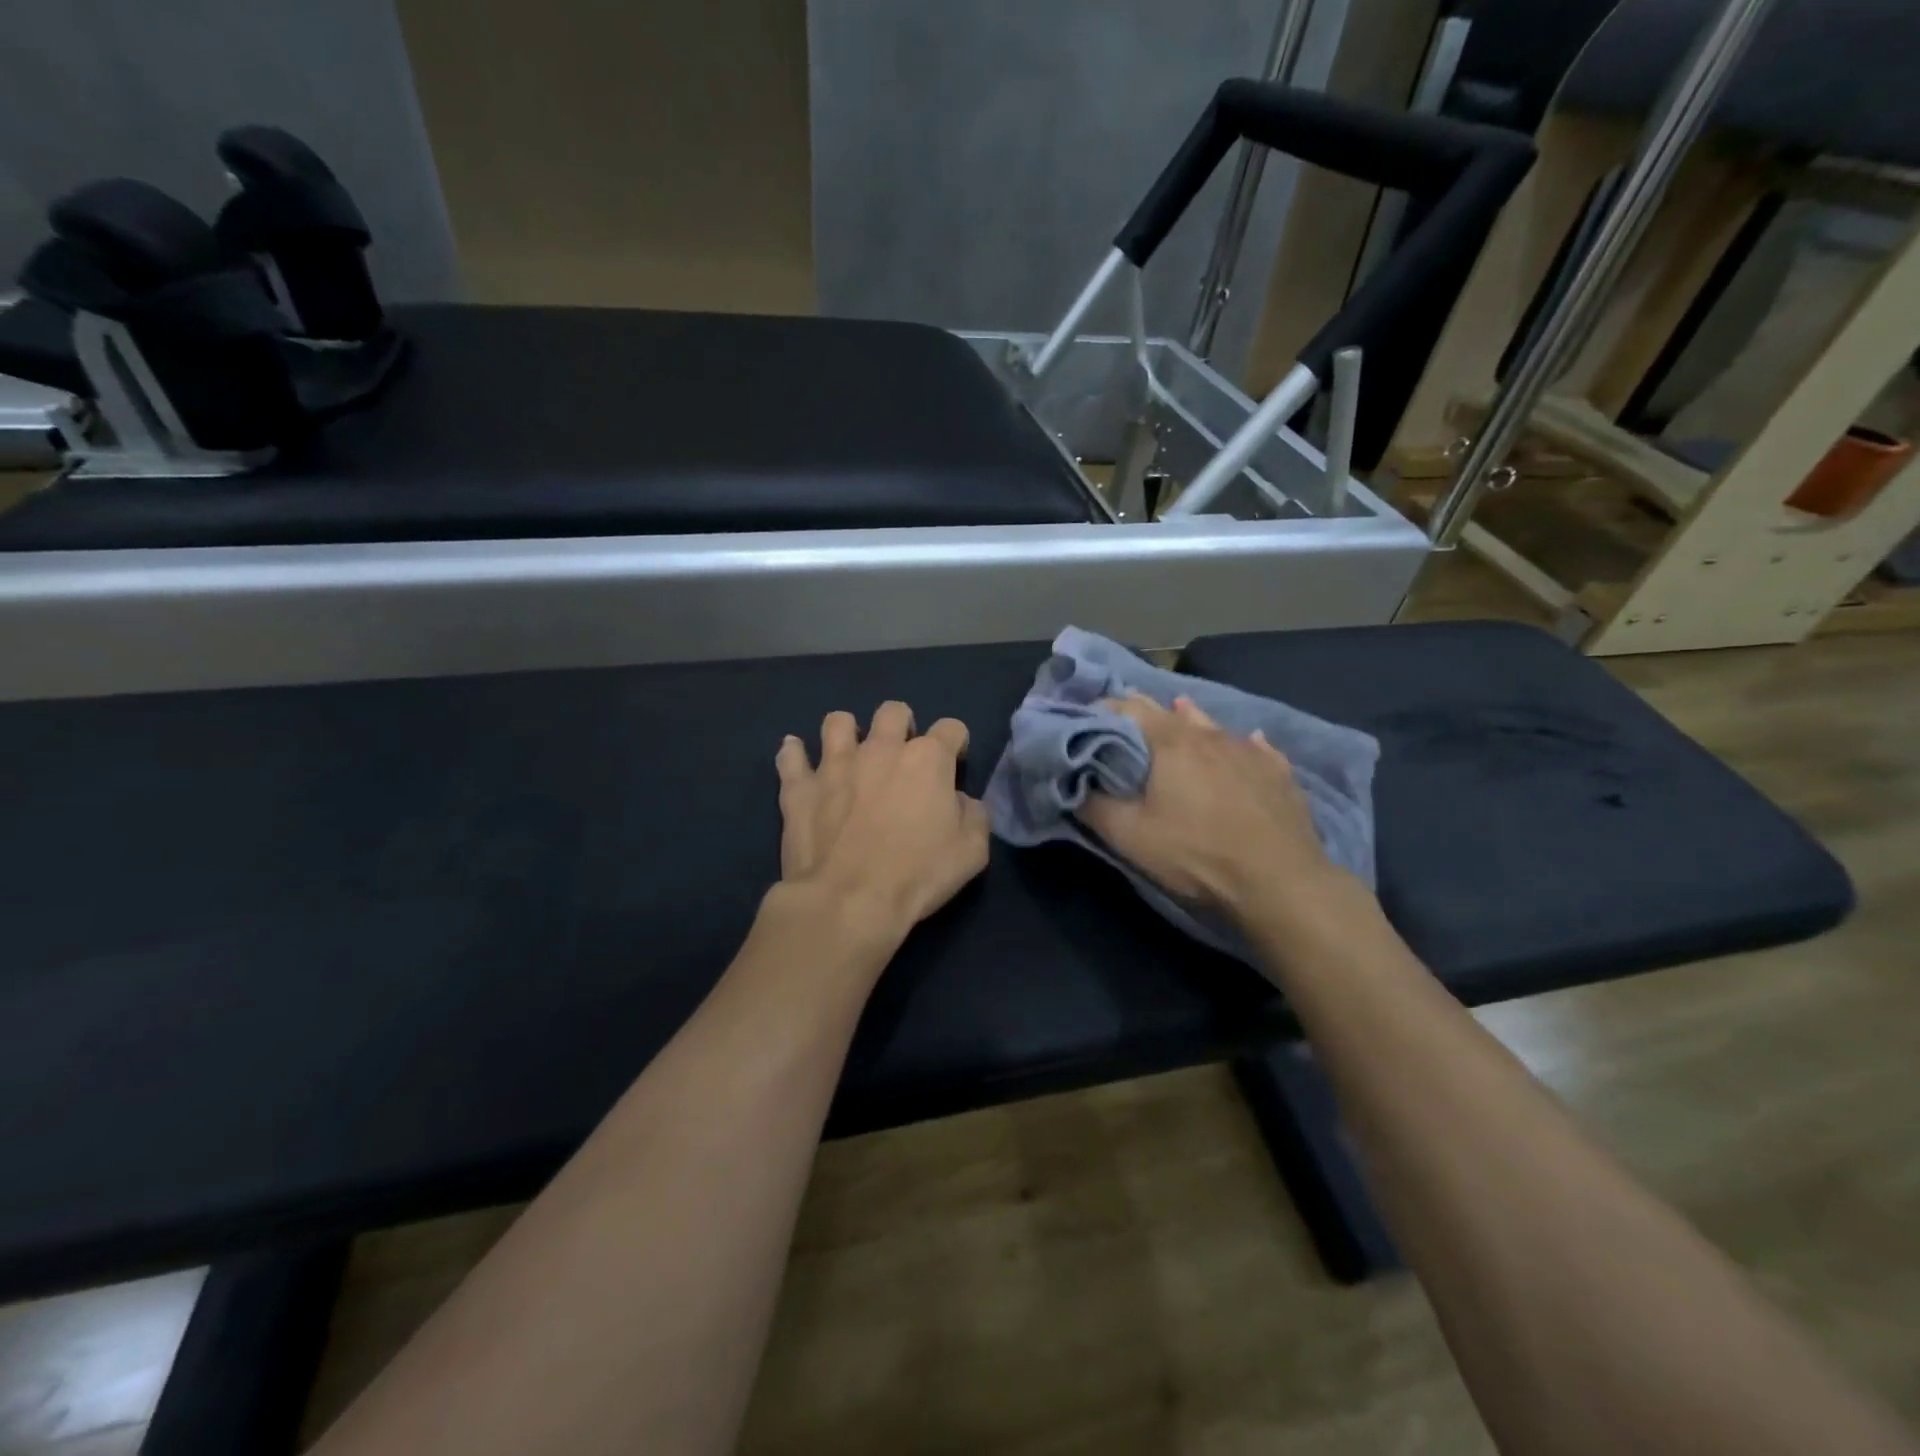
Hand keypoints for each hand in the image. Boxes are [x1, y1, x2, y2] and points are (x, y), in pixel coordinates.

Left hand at [773, 702, 990, 952]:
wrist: (849, 901)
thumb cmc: (918, 875)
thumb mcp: (972, 852)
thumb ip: (974, 816)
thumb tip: (961, 802)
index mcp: (928, 760)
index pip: (951, 728)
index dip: (956, 743)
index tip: (954, 764)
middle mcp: (881, 749)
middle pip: (894, 712)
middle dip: (902, 725)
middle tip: (901, 756)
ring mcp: (835, 764)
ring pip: (838, 722)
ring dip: (847, 732)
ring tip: (850, 754)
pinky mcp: (799, 787)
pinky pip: (790, 757)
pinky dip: (794, 755)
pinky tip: (797, 759)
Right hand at [1077, 694, 1352, 926]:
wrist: (1279, 881)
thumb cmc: (1196, 853)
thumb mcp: (1129, 836)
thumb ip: (1094, 806)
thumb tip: (1073, 784)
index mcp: (1171, 742)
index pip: (1129, 708)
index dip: (1105, 709)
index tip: (1087, 720)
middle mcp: (1211, 735)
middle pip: (1171, 711)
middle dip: (1145, 712)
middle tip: (1126, 718)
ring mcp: (1250, 751)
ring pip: (1214, 725)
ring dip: (1192, 719)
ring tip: (1181, 710)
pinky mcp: (1279, 773)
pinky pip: (1256, 747)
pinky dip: (1241, 743)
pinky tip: (1249, 742)